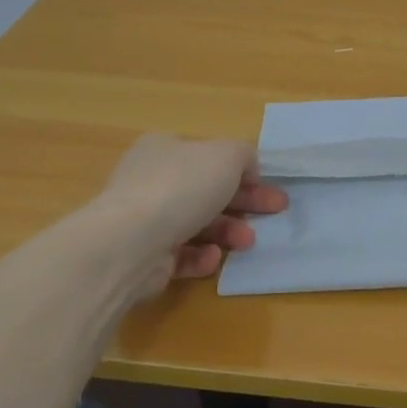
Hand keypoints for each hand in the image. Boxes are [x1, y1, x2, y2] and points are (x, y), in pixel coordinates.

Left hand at [86, 136, 288, 296]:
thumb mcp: (227, 155)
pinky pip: (181, 255)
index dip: (241, 169)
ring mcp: (144, 221)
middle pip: (208, 191)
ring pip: (198, 224)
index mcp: (164, 149)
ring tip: (247, 241)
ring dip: (229, 231)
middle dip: (245, 202)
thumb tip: (247, 169)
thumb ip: (244, 155)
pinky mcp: (144, 257)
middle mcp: (151, 181)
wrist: (130, 243)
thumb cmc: (182, 187)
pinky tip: (212, 258)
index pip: (208, 156)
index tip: (267, 184)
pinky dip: (202, 257)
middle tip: (276, 210)